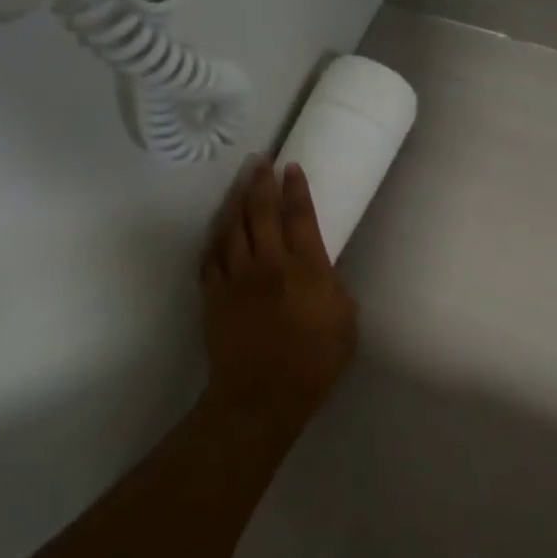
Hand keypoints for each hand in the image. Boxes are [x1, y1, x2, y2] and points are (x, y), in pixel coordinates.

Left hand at [200, 160, 358, 434]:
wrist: (262, 396)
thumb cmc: (314, 362)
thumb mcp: (345, 322)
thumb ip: (334, 287)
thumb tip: (321, 270)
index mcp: (306, 269)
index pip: (300, 216)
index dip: (296, 188)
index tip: (292, 167)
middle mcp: (269, 263)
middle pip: (260, 211)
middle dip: (261, 182)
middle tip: (261, 161)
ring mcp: (236, 277)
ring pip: (231, 227)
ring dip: (236, 200)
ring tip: (241, 182)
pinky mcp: (213, 294)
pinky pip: (211, 255)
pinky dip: (215, 237)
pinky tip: (218, 229)